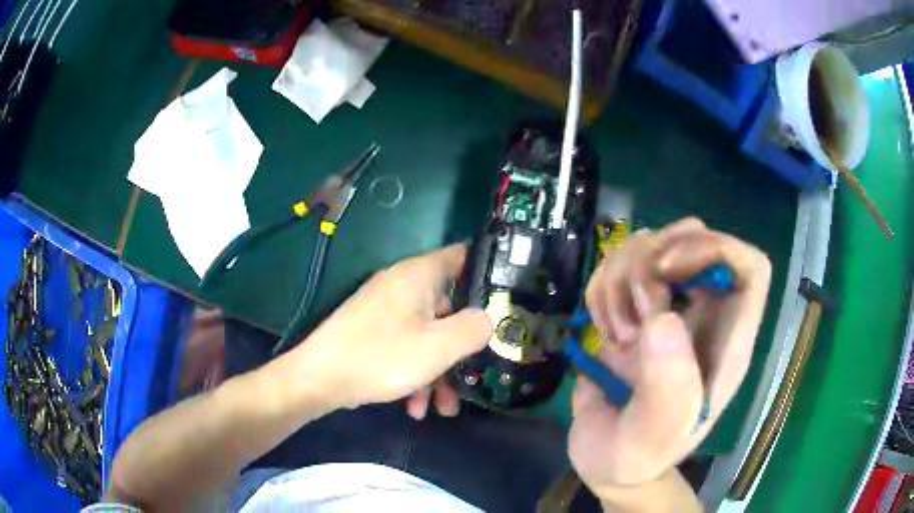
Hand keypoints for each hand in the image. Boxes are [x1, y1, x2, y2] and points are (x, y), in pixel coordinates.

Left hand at [290, 244, 492, 409]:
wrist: (319, 379)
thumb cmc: (381, 357)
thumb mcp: (438, 347)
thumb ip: (474, 329)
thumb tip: (487, 320)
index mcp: (419, 276)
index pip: (464, 257)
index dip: (489, 274)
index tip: (509, 301)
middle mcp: (403, 286)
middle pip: (448, 308)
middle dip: (462, 346)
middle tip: (473, 376)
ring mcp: (386, 310)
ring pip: (427, 334)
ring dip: (439, 371)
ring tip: (443, 408)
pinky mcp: (374, 331)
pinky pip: (406, 346)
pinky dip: (416, 373)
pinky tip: (414, 407)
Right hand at [570, 218, 770, 495]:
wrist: (607, 462)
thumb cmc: (639, 458)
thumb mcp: (654, 441)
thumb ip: (668, 392)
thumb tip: (663, 319)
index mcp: (727, 342)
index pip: (749, 267)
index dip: (714, 249)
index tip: (666, 272)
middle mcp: (704, 315)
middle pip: (695, 237)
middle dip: (653, 260)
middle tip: (633, 311)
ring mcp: (668, 309)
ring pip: (652, 243)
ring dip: (621, 276)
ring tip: (615, 332)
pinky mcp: (633, 311)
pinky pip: (619, 264)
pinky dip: (601, 285)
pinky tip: (601, 326)